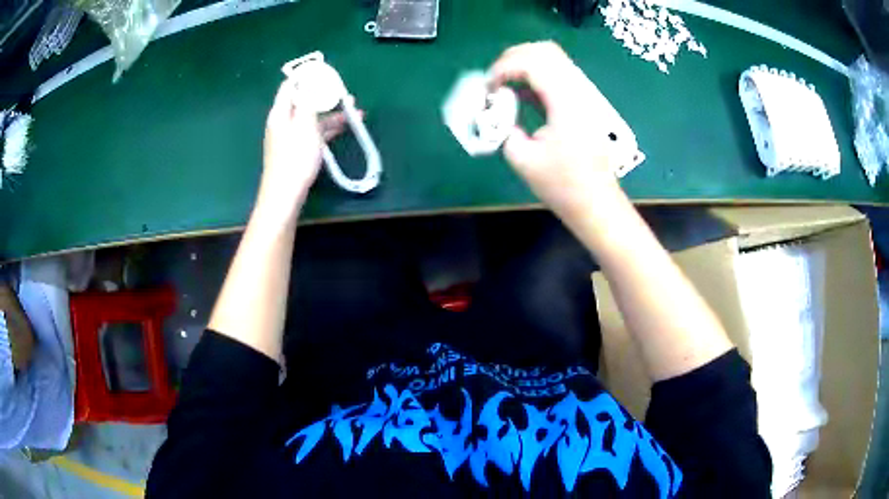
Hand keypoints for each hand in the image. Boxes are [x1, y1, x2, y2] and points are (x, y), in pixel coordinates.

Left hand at [256, 82, 350, 222]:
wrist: (285, 194)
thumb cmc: (295, 157)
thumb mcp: (305, 124)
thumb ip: (309, 100)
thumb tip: (311, 79)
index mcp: (280, 112)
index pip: (290, 85)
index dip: (307, 76)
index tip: (326, 73)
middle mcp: (283, 121)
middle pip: (303, 101)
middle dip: (325, 95)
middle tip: (345, 92)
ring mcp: (290, 137)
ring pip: (312, 118)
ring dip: (331, 113)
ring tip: (355, 112)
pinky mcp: (297, 150)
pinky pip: (313, 132)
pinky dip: (328, 128)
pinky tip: (344, 128)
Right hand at [490, 42, 622, 224]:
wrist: (596, 202)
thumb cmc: (562, 185)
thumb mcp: (522, 158)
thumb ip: (503, 127)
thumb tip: (495, 110)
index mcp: (566, 102)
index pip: (533, 62)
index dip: (503, 67)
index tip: (487, 88)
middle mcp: (578, 91)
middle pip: (545, 51)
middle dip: (513, 58)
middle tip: (494, 80)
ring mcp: (583, 95)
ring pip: (553, 60)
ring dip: (524, 66)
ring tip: (504, 87)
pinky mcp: (582, 103)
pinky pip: (557, 76)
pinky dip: (535, 77)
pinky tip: (520, 95)